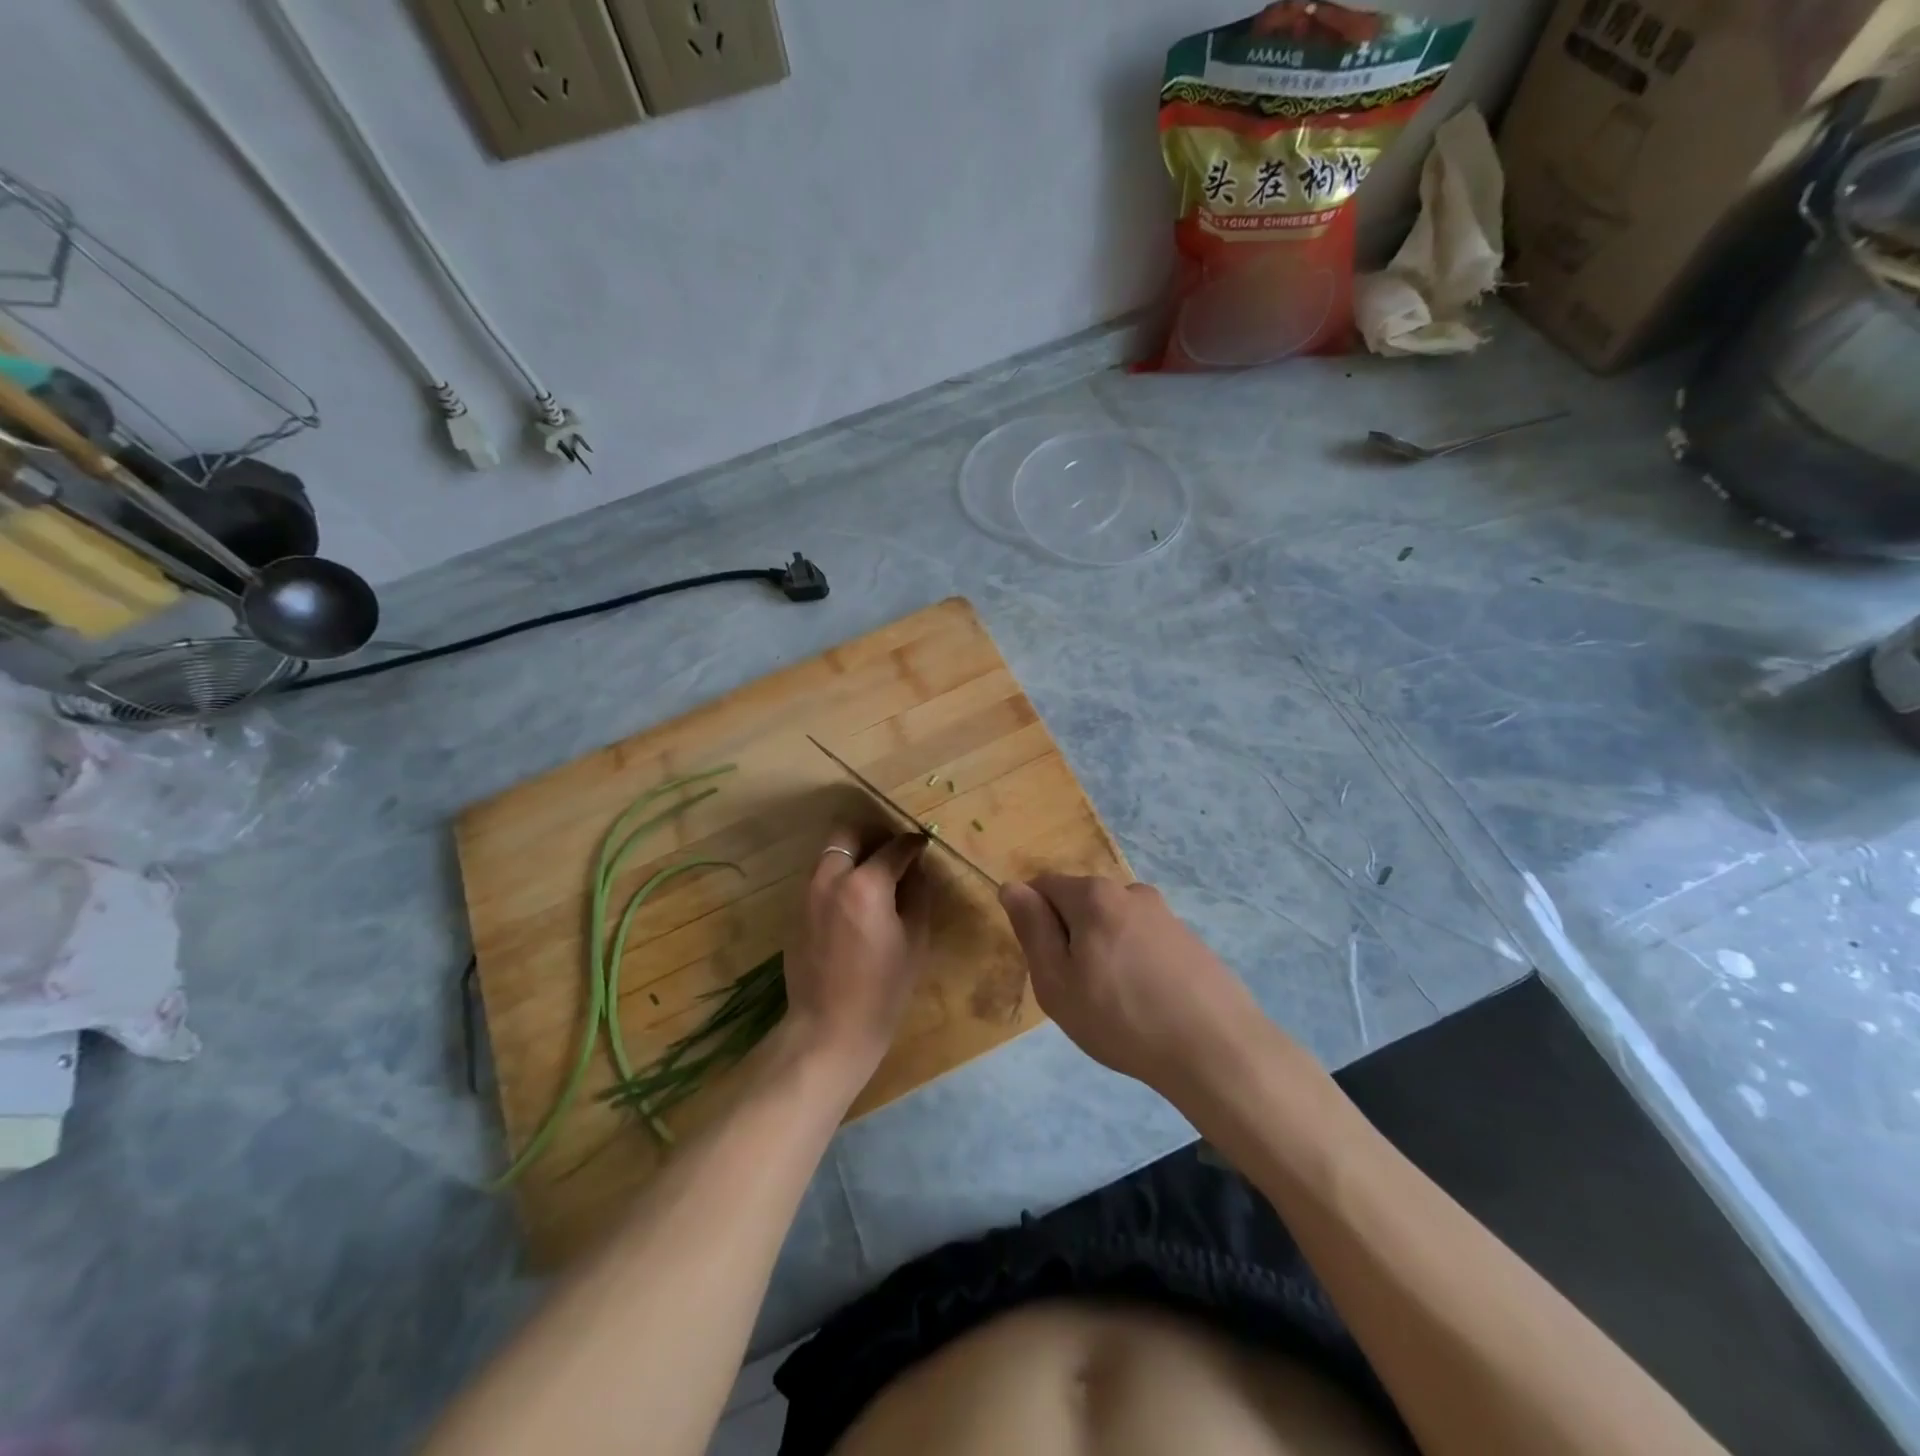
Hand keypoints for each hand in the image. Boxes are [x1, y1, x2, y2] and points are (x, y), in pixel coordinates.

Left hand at [782, 828, 931, 1084]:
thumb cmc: (883, 988)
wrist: (829, 1028)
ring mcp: (808, 893)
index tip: (922, 845)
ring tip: (876, 875)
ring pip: (830, 853)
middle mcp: (831, 878)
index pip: (894, 847)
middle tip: (893, 851)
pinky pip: (820, 878)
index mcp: (865, 884)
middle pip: (849, 833)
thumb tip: (916, 868)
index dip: (913, 844)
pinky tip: (856, 901)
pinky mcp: (797, 911)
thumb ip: (917, 893)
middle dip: (874, 835)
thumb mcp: (915, 939)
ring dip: (854, 853)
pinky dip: (839, 875)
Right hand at [999, 875, 1262, 1092]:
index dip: (1034, 922)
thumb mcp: (1056, 981)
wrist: (1216, 1050)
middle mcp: (1130, 891)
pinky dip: (1134, 963)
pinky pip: (1143, 942)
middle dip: (1070, 938)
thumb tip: (1012, 887)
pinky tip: (1146, 1003)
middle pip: (1079, 904)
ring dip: (1103, 952)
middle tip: (1077, 992)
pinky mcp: (1189, 939)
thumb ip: (1032, 928)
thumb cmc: (1121, 1017)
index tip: (1046, 966)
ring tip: (1115, 1004)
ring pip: (1112, 925)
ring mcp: (1164, 914)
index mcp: (1093, 894)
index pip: (1043, 886)